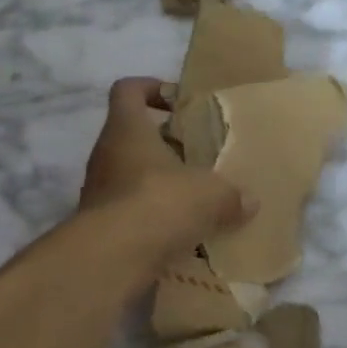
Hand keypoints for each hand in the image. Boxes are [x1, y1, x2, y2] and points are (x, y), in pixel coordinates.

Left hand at [79, 78, 253, 264]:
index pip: (127, 90)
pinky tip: (180, 231)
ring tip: (193, 198)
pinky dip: (151, 217)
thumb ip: (231, 194)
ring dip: (157, 182)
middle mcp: (105, 154)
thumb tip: (249, 201)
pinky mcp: (100, 226)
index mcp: (127, 129)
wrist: (112, 259)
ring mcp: (97, 191)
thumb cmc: (159, 203)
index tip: (176, 101)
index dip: (150, 88)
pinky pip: (129, 211)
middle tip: (197, 155)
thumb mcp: (210, 194)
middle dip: (163, 143)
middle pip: (131, 135)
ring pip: (130, 175)